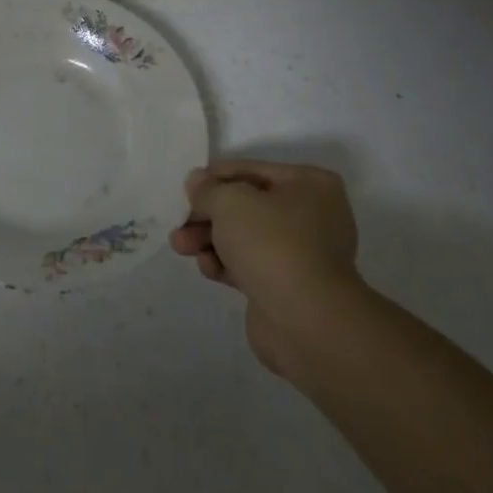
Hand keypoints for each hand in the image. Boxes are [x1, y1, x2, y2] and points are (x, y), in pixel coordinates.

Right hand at [170, 159, 362, 378]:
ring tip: (180, 247)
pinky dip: (226, 264)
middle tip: (179, 223)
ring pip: (245, 237)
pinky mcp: (288, 286)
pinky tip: (208, 269)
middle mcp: (312, 215)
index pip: (251, 170)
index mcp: (310, 184)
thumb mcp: (230, 202)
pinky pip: (250, 265)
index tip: (186, 189)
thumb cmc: (272, 244)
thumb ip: (208, 189)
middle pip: (246, 206)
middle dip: (208, 215)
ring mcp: (303, 254)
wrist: (307, 322)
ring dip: (210, 239)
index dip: (214, 177)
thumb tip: (197, 181)